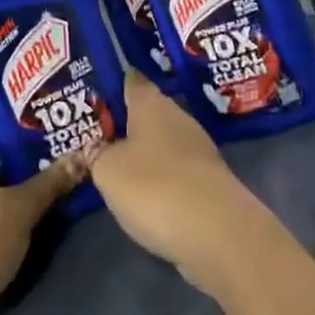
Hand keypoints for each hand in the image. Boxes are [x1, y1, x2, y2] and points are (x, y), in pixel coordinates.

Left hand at [0, 121, 86, 314]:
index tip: (36, 125)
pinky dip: (1, 216)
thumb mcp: (21, 209)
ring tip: (47, 188)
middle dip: (17, 158)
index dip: (5, 123)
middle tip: (53, 157)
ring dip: (11, 189)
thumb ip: (50, 183)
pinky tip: (27, 223)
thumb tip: (82, 154)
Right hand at [89, 74, 270, 293]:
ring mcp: (199, 152)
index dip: (115, 82)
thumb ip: (96, 156)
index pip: (132, 81)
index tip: (96, 88)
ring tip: (114, 165)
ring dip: (143, 153)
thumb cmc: (155, 187)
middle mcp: (178, 119)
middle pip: (148, 113)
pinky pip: (176, 172)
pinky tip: (143, 194)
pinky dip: (160, 180)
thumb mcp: (108, 171)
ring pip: (162, 144)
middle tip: (96, 133)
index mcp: (152, 105)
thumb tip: (95, 148)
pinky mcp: (209, 184)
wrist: (219, 234)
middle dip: (126, 122)